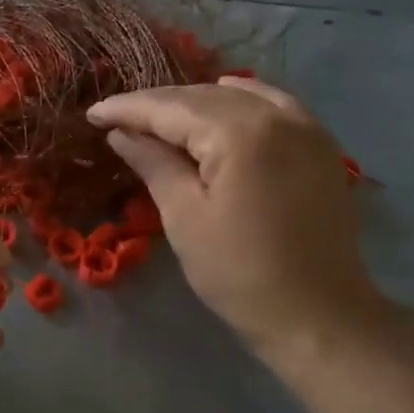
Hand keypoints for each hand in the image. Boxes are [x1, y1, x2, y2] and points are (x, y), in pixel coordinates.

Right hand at [87, 78, 383, 357]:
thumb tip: (121, 132)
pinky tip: (222, 107)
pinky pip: (274, 105)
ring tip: (160, 119)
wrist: (317, 315)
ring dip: (195, 103)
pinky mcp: (321, 146)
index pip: (171, 108)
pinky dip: (241, 103)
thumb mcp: (185, 217)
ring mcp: (306, 127)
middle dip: (158, 105)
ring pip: (238, 97)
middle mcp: (277, 115)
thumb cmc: (239, 273)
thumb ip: (154, 164)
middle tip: (117, 118)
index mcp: (240, 133)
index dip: (128, 108)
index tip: (92, 112)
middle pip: (203, 97)